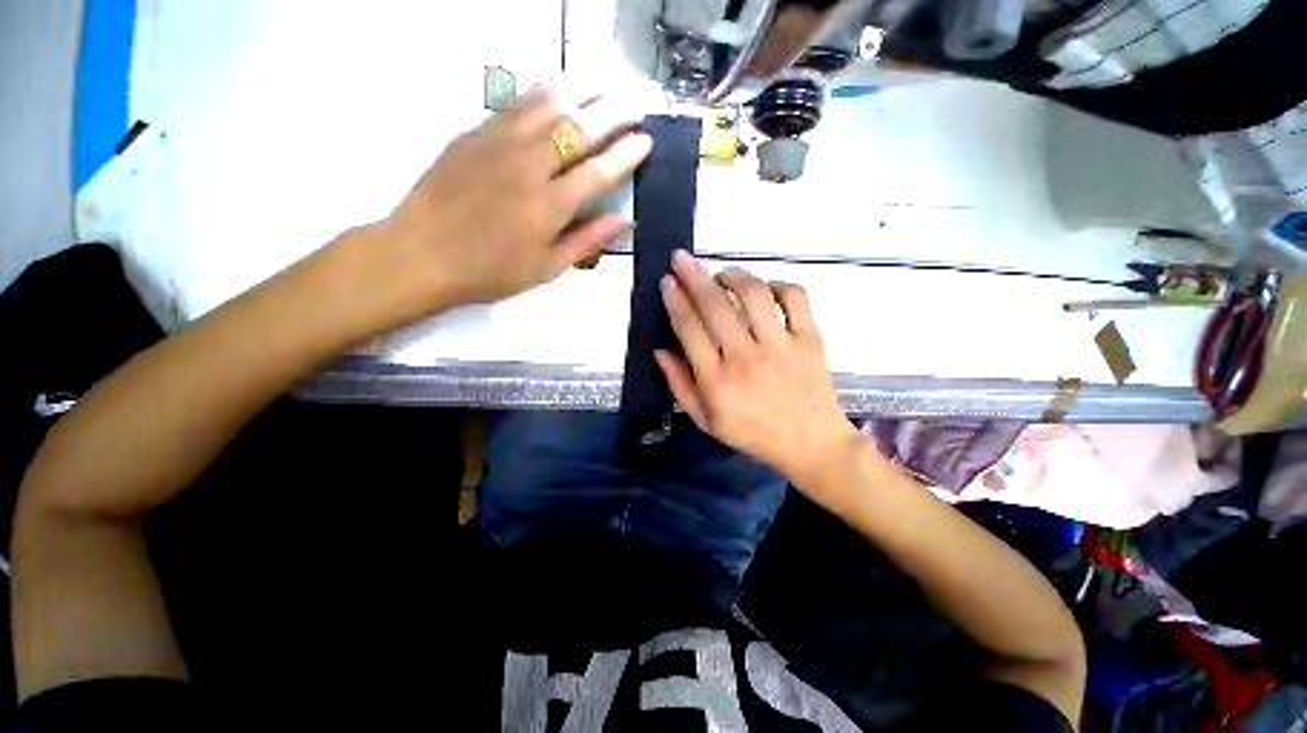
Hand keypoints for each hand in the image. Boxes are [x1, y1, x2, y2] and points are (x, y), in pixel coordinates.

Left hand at [369, 84, 651, 324]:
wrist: (422, 253)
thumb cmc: (491, 271)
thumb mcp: (547, 268)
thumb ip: (587, 240)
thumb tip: (624, 218)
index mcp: (550, 207)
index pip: (599, 172)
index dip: (626, 155)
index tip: (646, 141)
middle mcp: (529, 167)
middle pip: (579, 129)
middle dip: (614, 114)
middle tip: (636, 105)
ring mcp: (499, 144)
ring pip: (548, 105)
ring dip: (583, 91)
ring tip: (605, 83)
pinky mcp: (475, 133)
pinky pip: (516, 104)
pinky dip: (543, 92)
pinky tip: (558, 86)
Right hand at [655, 251, 861, 486]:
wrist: (811, 445)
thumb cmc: (752, 433)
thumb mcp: (706, 420)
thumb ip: (679, 385)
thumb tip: (659, 350)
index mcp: (717, 381)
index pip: (689, 329)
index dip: (675, 300)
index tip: (667, 281)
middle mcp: (746, 358)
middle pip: (715, 305)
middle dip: (693, 275)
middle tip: (681, 258)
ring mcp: (781, 345)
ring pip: (753, 294)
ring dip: (732, 276)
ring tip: (722, 274)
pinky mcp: (810, 339)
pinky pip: (794, 297)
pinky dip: (777, 284)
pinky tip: (765, 288)